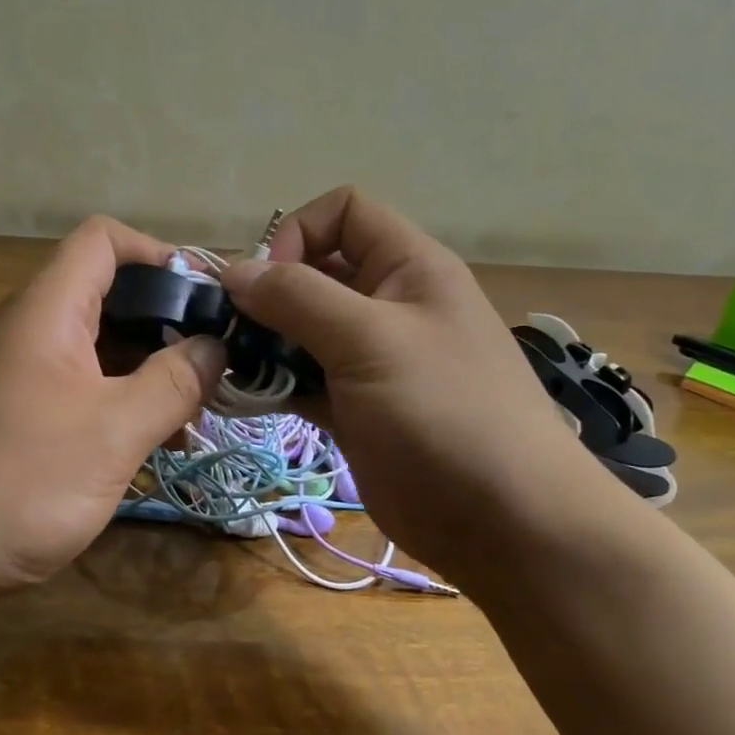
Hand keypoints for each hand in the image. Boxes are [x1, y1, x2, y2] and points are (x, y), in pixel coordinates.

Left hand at [0, 217, 225, 603]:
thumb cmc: (14, 483)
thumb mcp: (110, 433)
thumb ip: (171, 384)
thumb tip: (216, 346)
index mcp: (49, 311)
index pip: (104, 240)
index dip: (159, 253)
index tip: (208, 299)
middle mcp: (33, 330)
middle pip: (109, 294)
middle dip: (168, 322)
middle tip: (216, 365)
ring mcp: (24, 375)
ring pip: (101, 348)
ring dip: (152, 370)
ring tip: (197, 413)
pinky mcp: (21, 417)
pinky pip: (84, 389)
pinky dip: (124, 403)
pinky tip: (156, 444)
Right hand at [219, 187, 612, 574]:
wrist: (504, 522)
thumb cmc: (444, 413)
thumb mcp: (370, 340)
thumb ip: (298, 298)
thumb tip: (234, 270)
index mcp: (408, 267)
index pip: (344, 213)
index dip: (298, 233)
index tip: (266, 283)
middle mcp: (389, 303)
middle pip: (315, 272)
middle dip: (269, 294)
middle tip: (230, 331)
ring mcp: (372, 359)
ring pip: (304, 329)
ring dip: (265, 342)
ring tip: (231, 366)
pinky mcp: (357, 407)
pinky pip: (306, 378)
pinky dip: (276, 382)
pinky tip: (249, 395)